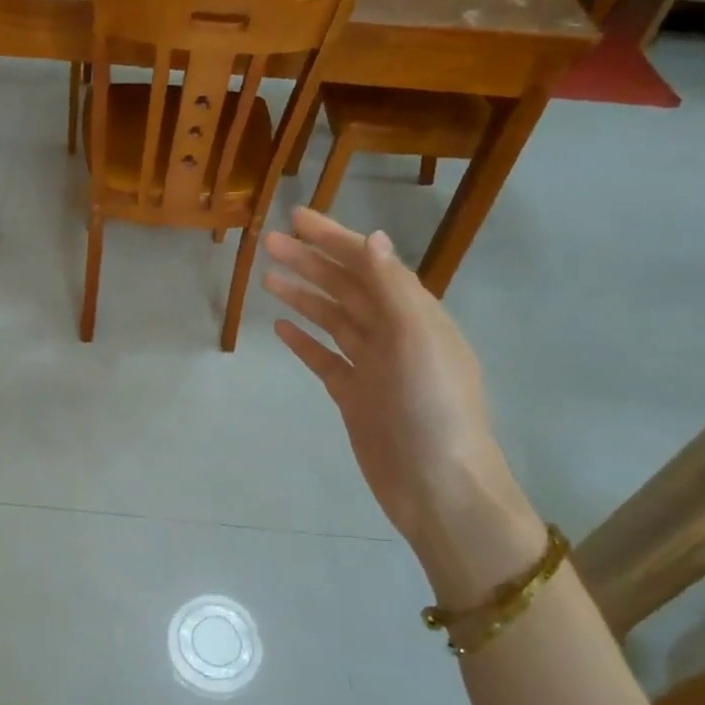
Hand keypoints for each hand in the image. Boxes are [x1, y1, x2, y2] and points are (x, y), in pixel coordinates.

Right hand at [262, 207, 530, 560]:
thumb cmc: (432, 409)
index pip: (369, 265)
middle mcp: (394, 334)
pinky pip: (326, 359)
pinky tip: (282, 329)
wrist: (437, 486)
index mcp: (415, 315)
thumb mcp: (418, 340)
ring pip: (333, 320)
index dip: (334, 239)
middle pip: (346, 288)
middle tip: (269, 243)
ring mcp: (373, 366)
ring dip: (304, 296)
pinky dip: (305, 342)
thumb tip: (373, 238)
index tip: (297, 219)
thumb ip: (393, 289)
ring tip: (268, 278)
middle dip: (311, 262)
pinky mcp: (356, 396)